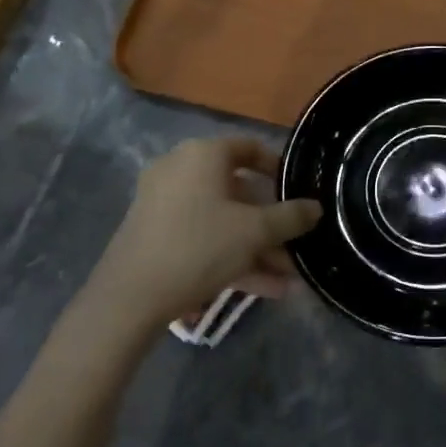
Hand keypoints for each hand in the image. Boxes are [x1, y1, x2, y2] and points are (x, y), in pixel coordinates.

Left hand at [91, 137, 320, 325]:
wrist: (129, 298)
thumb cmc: (199, 246)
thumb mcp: (255, 231)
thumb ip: (291, 216)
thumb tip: (316, 208)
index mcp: (203, 155)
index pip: (250, 148)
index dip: (278, 168)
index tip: (299, 192)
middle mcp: (181, 170)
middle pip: (239, 191)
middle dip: (272, 224)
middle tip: (296, 246)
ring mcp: (164, 203)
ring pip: (223, 220)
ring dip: (257, 248)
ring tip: (288, 279)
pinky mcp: (156, 235)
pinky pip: (204, 237)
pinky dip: (232, 256)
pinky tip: (264, 289)